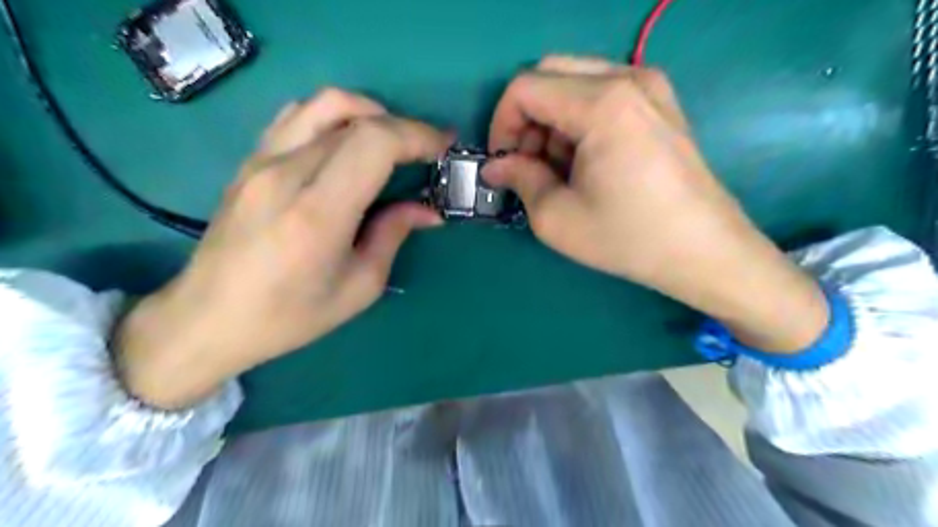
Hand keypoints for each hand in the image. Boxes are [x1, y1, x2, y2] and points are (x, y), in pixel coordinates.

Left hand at [113, 89, 449, 407]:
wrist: (208, 318)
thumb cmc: (290, 315)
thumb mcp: (359, 286)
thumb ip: (393, 235)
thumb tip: (428, 210)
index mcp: (318, 212)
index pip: (374, 142)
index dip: (417, 136)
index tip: (443, 148)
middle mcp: (286, 173)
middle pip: (355, 117)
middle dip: (403, 127)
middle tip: (425, 151)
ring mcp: (262, 161)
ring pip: (323, 103)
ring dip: (368, 112)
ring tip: (390, 141)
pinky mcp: (250, 161)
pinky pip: (297, 116)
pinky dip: (334, 118)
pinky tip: (346, 144)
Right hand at [488, 55, 823, 354]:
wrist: (704, 250)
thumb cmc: (628, 237)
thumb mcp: (557, 218)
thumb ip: (519, 180)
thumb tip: (496, 166)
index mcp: (601, 104)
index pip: (525, 88)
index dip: (501, 123)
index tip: (503, 162)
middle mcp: (627, 78)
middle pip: (549, 75)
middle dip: (526, 119)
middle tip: (528, 164)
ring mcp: (649, 86)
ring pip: (574, 82)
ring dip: (552, 121)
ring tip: (559, 169)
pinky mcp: (660, 102)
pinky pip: (601, 92)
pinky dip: (578, 119)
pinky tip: (586, 160)